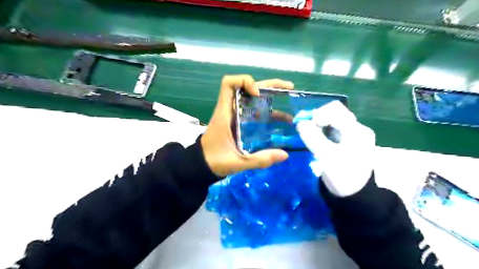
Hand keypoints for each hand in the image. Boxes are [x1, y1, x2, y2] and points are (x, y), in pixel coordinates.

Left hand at [201, 74, 293, 176]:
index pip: (229, 84)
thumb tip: (285, 155)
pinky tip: (279, 120)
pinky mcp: (237, 122)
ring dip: (269, 98)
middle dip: (268, 85)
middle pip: (247, 87)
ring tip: (289, 102)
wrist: (202, 165)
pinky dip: (266, 111)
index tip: (258, 93)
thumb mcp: (237, 162)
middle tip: (288, 89)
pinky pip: (252, 111)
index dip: (245, 81)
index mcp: (224, 113)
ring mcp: (234, 115)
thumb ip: (259, 160)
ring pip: (251, 99)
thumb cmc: (214, 161)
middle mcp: (229, 109)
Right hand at [296, 101, 378, 197]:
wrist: (353, 196)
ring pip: (331, 122)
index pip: (335, 110)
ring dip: (317, 126)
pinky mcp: (347, 142)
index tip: (304, 126)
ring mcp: (352, 136)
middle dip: (316, 119)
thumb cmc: (343, 176)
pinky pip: (331, 131)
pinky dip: (321, 132)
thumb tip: (300, 123)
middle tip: (303, 129)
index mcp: (356, 130)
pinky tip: (315, 140)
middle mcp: (357, 129)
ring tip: (308, 135)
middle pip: (333, 114)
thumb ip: (313, 138)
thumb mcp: (326, 156)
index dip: (317, 115)